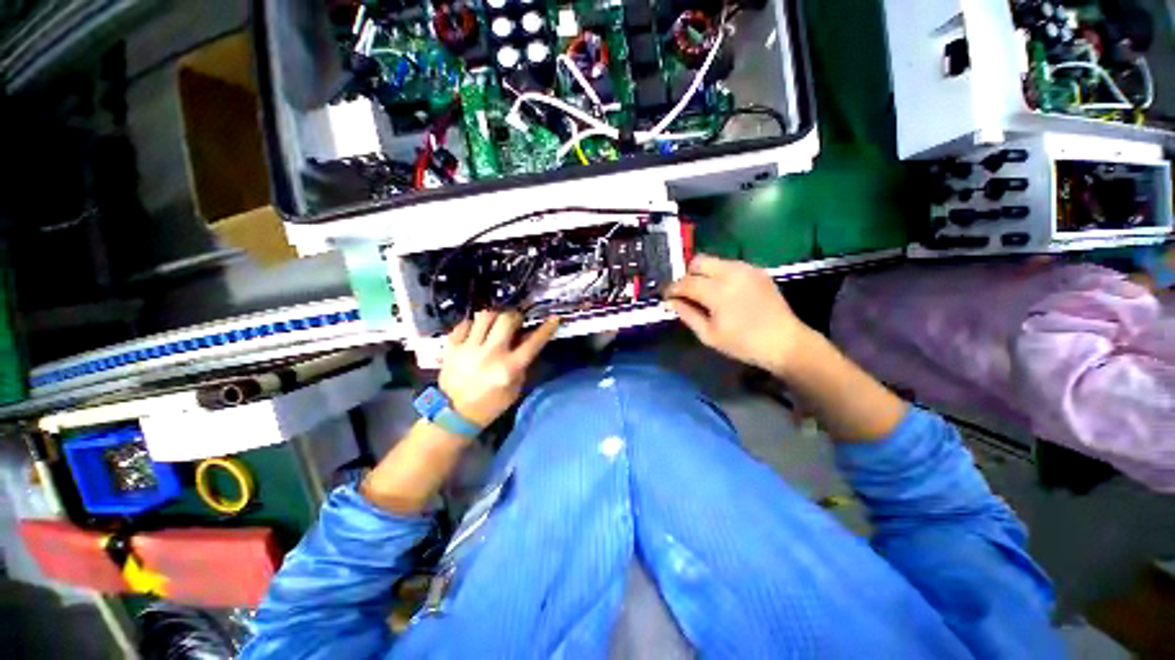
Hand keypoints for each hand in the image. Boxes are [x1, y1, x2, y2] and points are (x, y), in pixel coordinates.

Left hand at [438, 311, 558, 427]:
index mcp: (509, 368)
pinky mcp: (451, 348)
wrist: (456, 414)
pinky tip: (476, 333)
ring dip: (494, 318)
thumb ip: (523, 361)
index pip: (533, 342)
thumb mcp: (515, 386)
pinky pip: (464, 324)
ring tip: (494, 326)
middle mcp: (490, 354)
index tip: (554, 318)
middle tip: (515, 322)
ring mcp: (468, 349)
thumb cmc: (492, 402)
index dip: (546, 329)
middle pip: (506, 319)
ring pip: (484, 316)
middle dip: (514, 317)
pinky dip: (473, 325)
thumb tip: (525, 337)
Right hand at [665, 255, 811, 375]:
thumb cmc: (743, 343)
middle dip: (687, 275)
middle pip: (698, 261)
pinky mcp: (757, 270)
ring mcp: (746, 269)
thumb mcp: (709, 334)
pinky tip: (723, 291)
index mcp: (718, 291)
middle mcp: (731, 273)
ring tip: (703, 293)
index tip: (666, 297)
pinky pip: (730, 265)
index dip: (672, 289)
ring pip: (714, 261)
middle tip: (685, 293)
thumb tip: (669, 302)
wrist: (785, 342)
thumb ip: (687, 314)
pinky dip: (719, 274)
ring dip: (703, 273)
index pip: (686, 282)